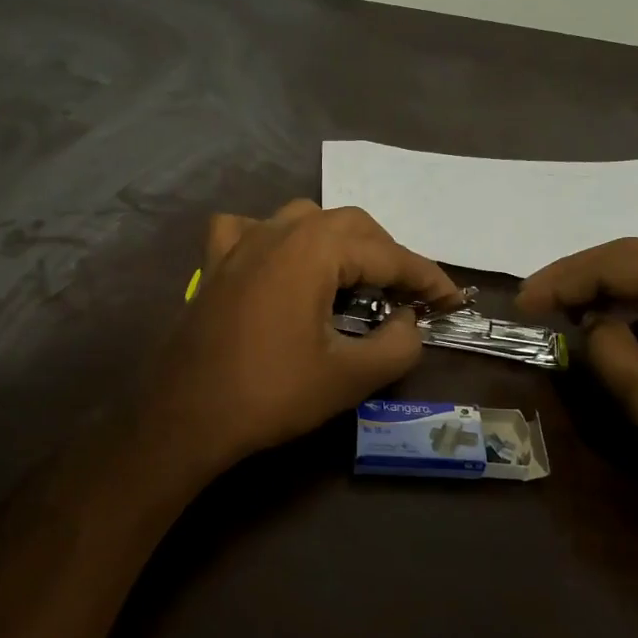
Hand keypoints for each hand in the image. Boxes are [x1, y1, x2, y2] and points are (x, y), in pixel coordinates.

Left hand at [148, 200, 456, 478]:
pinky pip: (252, 231)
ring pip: (305, 220)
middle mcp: (278, 230)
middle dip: (387, 255)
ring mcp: (240, 242)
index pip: (387, 254)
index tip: (452, 301)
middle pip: (350, 226)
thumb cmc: (271, 394)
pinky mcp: (215, 263)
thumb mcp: (350, 377)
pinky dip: (277, 239)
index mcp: (313, 249)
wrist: (185, 417)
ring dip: (340, 243)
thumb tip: (408, 320)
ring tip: (356, 279)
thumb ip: (398, 344)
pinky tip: (280, 262)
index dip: (426, 278)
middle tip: (407, 295)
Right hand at [516, 240, 637, 526]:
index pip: (618, 264)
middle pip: (634, 258)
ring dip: (605, 290)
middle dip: (579, 277)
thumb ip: (611, 356)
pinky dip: (635, 310)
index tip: (520, 303)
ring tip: (562, 311)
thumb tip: (590, 328)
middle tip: (532, 300)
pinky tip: (614, 331)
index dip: (563, 280)